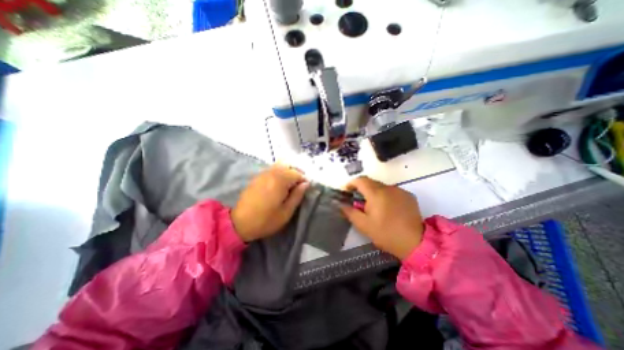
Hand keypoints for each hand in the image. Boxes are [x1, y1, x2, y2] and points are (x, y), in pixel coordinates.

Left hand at [231, 162, 308, 240]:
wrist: (240, 223)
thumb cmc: (266, 220)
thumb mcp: (286, 212)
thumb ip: (297, 196)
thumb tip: (305, 184)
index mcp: (279, 181)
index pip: (296, 173)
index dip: (303, 180)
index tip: (304, 189)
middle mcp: (271, 173)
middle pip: (288, 166)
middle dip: (295, 173)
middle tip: (297, 186)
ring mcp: (262, 174)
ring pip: (279, 166)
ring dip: (287, 172)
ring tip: (288, 185)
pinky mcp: (256, 177)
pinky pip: (271, 170)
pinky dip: (278, 173)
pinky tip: (277, 185)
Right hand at [341, 177, 423, 259]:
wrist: (416, 243)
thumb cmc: (386, 234)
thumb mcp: (364, 225)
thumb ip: (350, 212)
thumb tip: (340, 204)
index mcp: (376, 193)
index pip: (360, 180)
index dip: (351, 183)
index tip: (347, 191)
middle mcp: (388, 188)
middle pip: (371, 182)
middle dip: (362, 189)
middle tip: (359, 202)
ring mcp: (400, 191)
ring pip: (382, 187)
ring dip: (374, 193)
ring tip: (374, 207)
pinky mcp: (408, 196)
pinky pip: (392, 191)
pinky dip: (386, 196)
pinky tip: (388, 209)